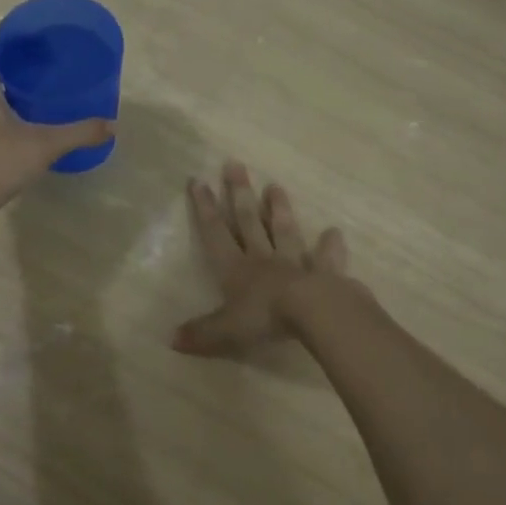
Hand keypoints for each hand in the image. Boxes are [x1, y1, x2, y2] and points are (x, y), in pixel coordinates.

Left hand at [0, 32, 113, 223]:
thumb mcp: (44, 146)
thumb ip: (79, 133)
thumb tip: (113, 126)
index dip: (17, 33)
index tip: (42, 36)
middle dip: (18, 61)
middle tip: (49, 63)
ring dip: (8, 86)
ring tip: (40, 89)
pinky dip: (0, 106)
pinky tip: (23, 119)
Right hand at [173, 162, 352, 356]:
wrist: (314, 313)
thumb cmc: (264, 318)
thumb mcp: (225, 331)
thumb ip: (201, 333)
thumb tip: (171, 339)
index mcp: (236, 269)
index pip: (216, 234)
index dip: (205, 208)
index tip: (199, 181)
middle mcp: (263, 259)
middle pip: (249, 222)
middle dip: (239, 193)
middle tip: (235, 165)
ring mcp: (295, 262)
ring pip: (284, 231)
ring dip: (279, 209)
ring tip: (276, 186)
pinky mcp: (325, 273)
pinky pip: (326, 257)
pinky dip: (329, 245)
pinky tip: (334, 232)